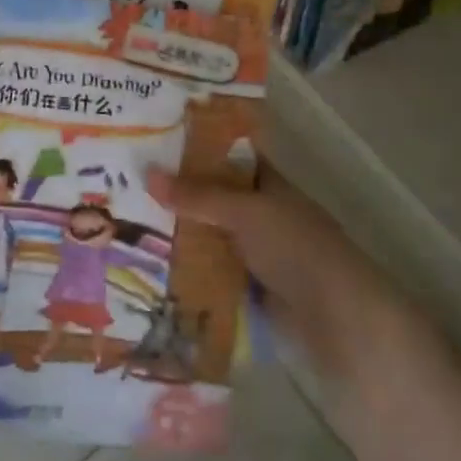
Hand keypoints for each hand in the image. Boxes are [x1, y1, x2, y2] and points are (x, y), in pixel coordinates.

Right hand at [147, 163, 421, 384]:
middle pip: (214, 198)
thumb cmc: (296, 249)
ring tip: (124, 222)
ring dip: (176, 233)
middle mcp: (262, 215)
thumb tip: (147, 174)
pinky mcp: (246, 288)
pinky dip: (185, 268)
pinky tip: (147, 264)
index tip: (155, 140)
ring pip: (208, 235)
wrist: (336, 320)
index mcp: (271, 186)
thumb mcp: (246, 212)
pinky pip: (208, 270)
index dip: (199, 147)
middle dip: (177, 193)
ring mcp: (255, 253)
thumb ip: (198, 196)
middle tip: (126, 182)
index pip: (231, 157)